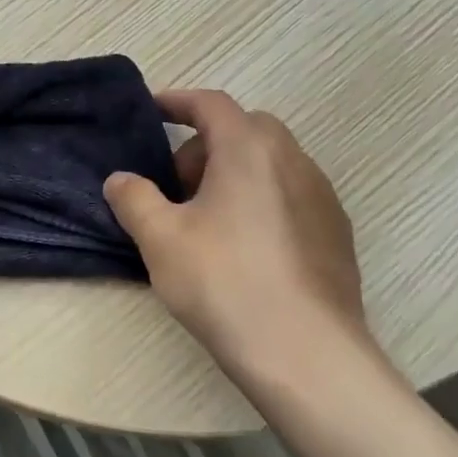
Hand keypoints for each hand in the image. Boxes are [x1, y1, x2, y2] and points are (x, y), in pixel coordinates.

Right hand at [103, 91, 370, 376]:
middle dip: (205, 144)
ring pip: (271, 162)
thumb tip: (121, 180)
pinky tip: (244, 247)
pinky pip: (291, 194)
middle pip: (245, 129)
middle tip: (177, 183)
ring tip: (207, 219)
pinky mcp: (337, 233)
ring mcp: (322, 197)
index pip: (211, 104)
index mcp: (249, 149)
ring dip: (235, 172)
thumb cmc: (225, 283)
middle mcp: (293, 160)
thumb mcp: (160, 239)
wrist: (307, 355)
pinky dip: (261, 199)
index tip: (152, 111)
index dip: (177, 101)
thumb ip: (134, 198)